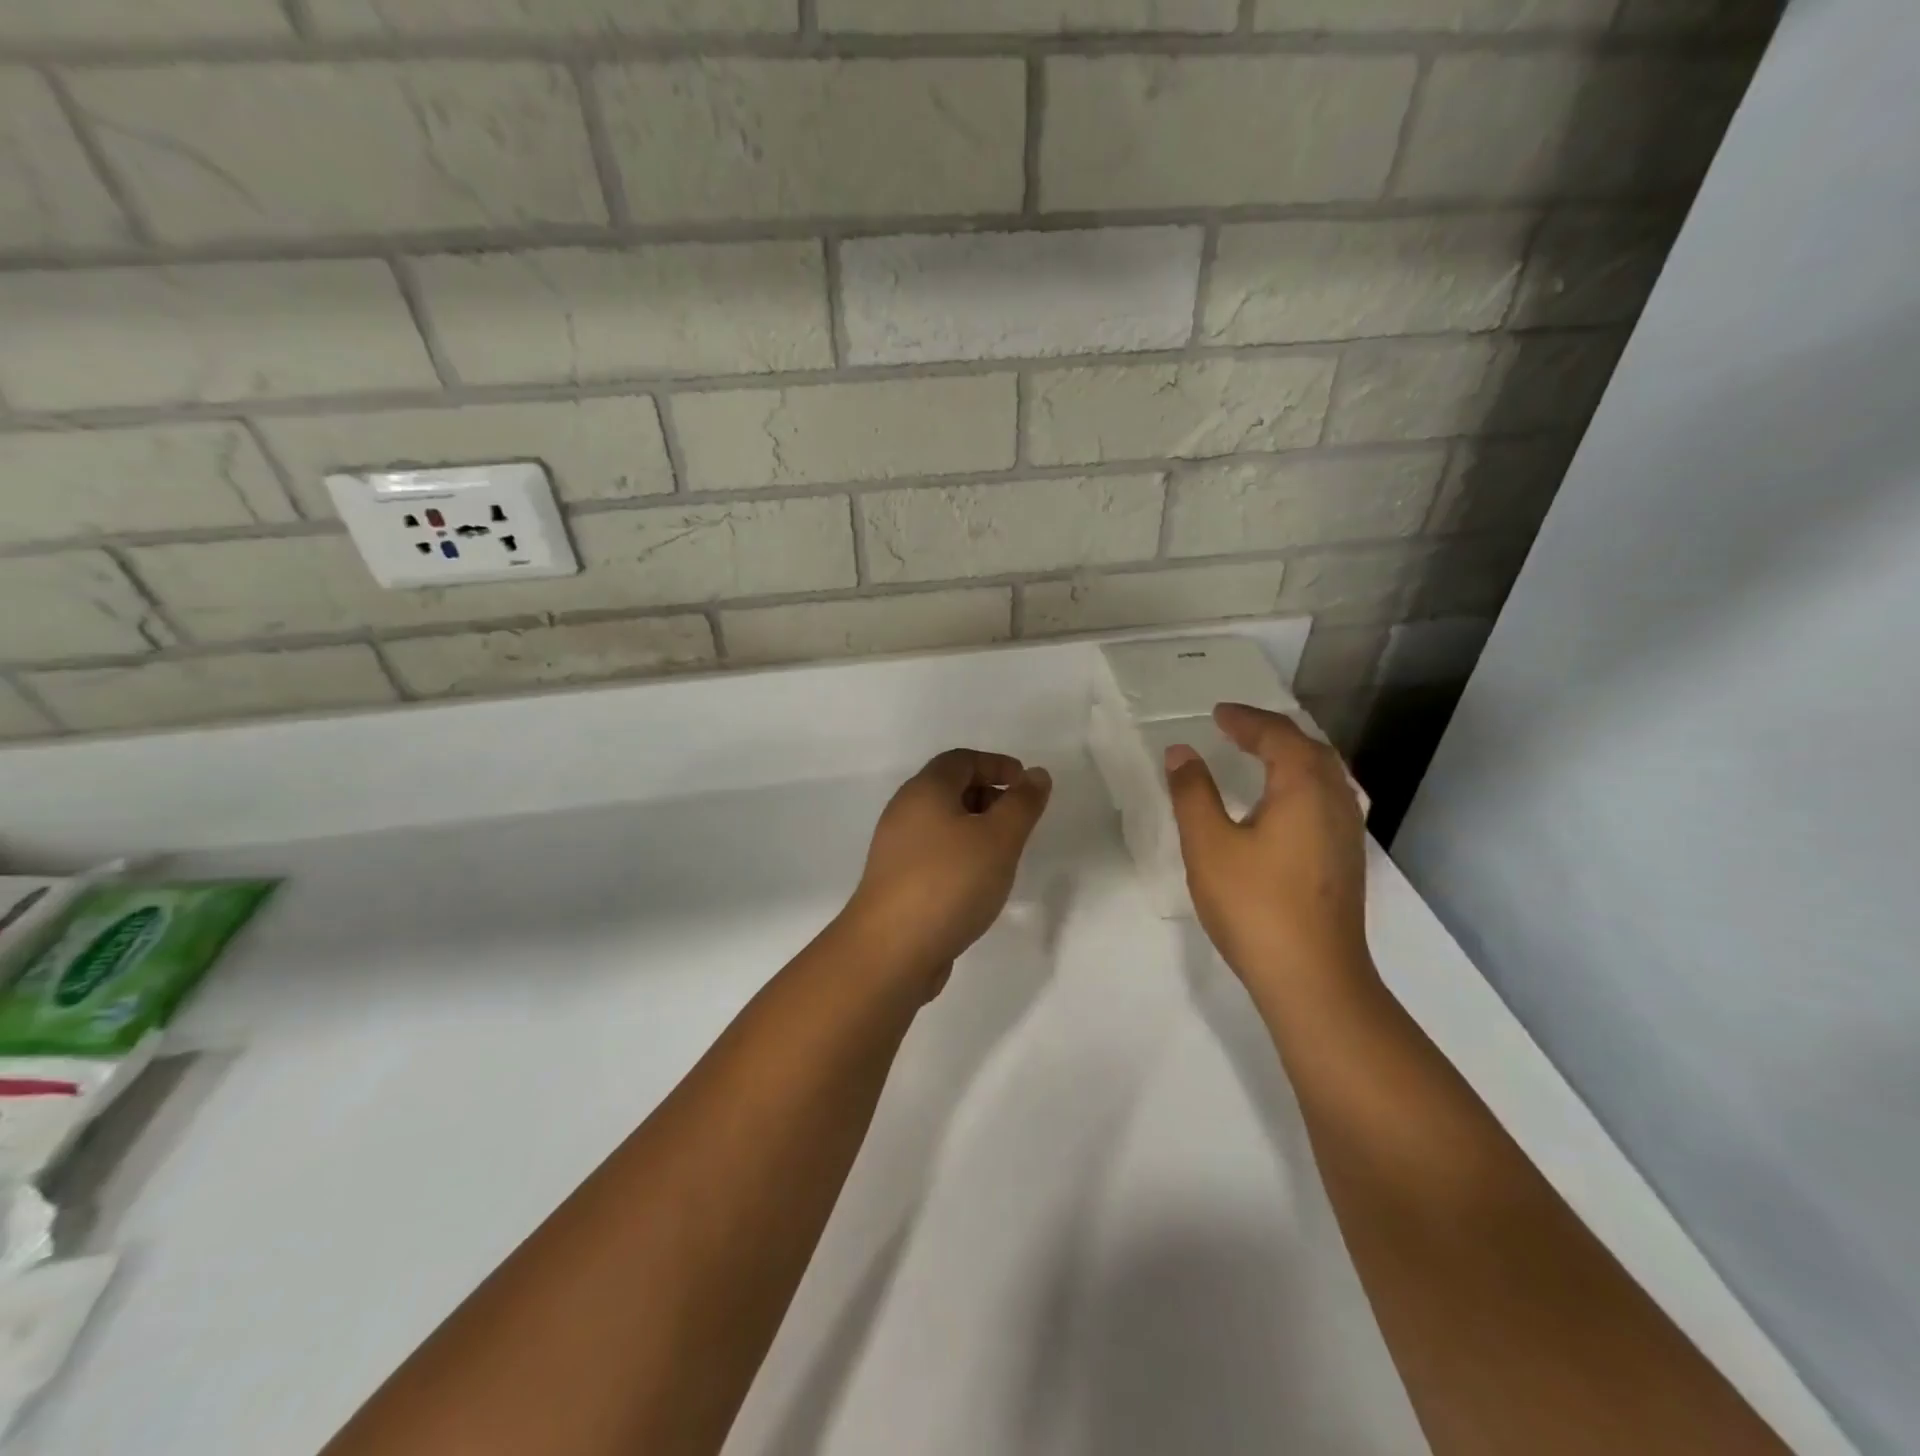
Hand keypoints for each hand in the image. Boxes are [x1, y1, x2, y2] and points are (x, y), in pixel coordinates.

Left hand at [843, 749, 1051, 993]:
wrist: (891, 949)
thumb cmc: (949, 882)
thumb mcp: (999, 838)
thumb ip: (1022, 803)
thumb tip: (1036, 775)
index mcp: (925, 790)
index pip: (961, 760)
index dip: (997, 765)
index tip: (1026, 785)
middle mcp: (904, 812)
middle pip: (950, 789)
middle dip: (989, 796)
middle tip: (1019, 820)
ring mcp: (896, 849)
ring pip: (942, 824)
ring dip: (976, 829)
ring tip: (1004, 854)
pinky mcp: (896, 882)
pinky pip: (934, 854)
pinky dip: (960, 855)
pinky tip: (978, 883)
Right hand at [1164, 704, 1371, 1002]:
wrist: (1313, 978)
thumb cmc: (1255, 905)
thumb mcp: (1208, 844)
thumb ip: (1193, 793)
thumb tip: (1182, 752)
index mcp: (1303, 788)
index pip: (1277, 736)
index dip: (1246, 720)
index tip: (1217, 714)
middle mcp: (1335, 801)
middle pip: (1310, 749)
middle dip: (1273, 732)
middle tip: (1237, 728)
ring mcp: (1348, 833)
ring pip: (1326, 775)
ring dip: (1292, 756)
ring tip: (1261, 756)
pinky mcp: (1347, 860)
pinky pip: (1328, 799)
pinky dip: (1303, 783)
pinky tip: (1286, 805)